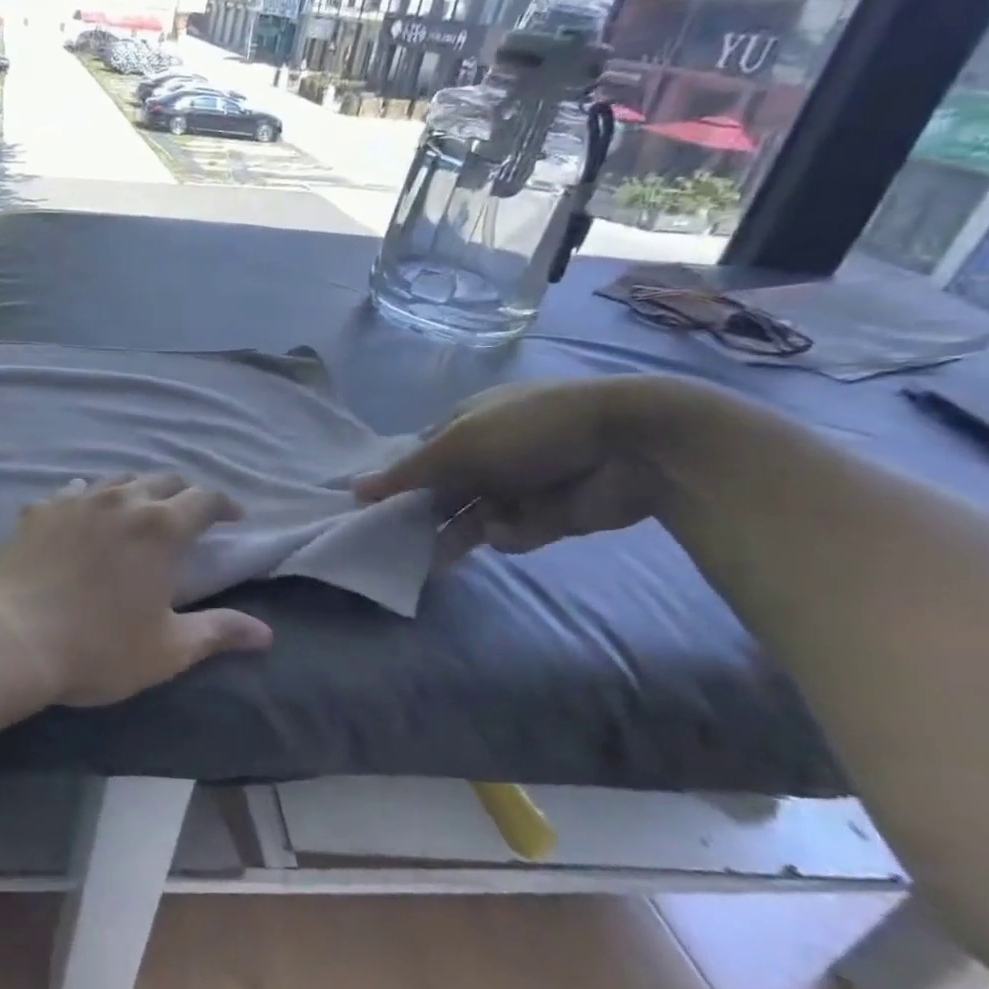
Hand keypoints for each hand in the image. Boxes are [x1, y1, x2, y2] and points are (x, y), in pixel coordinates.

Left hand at [0, 473, 273, 707]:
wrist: (8, 637)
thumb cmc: (97, 647)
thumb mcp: (167, 649)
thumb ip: (218, 632)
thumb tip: (265, 634)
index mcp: (160, 528)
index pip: (205, 499)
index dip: (225, 505)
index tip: (234, 519)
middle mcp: (121, 501)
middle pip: (163, 480)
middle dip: (184, 493)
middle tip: (189, 515)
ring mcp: (75, 500)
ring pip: (117, 481)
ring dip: (137, 491)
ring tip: (139, 511)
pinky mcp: (39, 510)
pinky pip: (71, 492)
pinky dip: (88, 499)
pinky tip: (81, 512)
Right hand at [354, 377, 687, 562]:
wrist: (633, 446)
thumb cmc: (533, 429)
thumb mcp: (460, 443)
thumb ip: (408, 472)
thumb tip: (355, 489)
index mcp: (463, 426)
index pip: (416, 459)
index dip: (393, 483)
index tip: (367, 510)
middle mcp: (485, 456)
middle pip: (439, 493)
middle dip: (418, 516)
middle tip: (389, 544)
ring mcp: (515, 487)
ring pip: (468, 520)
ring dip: (452, 537)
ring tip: (427, 562)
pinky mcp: (544, 517)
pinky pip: (509, 534)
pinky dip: (510, 533)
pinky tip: (517, 527)